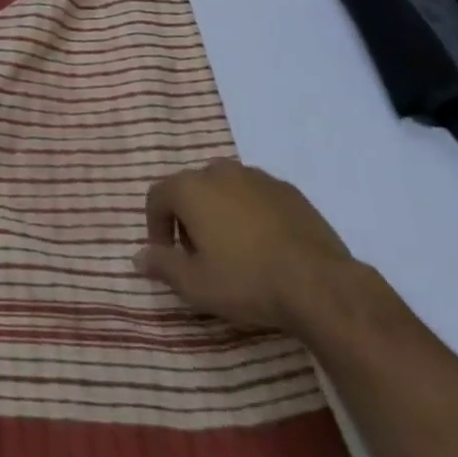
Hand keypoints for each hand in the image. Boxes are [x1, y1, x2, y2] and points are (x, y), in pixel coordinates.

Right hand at [133, 160, 354, 331]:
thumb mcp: (196, 285)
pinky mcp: (288, 190)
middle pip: (191, 189)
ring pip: (225, 189)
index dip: (155, 226)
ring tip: (234, 251)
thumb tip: (137, 257)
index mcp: (190, 188)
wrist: (320, 284)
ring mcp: (256, 177)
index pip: (157, 196)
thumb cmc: (247, 281)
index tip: (166, 256)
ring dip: (220, 213)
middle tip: (200, 256)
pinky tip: (265, 246)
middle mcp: (219, 171)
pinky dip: (251, 214)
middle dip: (188, 219)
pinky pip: (256, 196)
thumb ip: (162, 266)